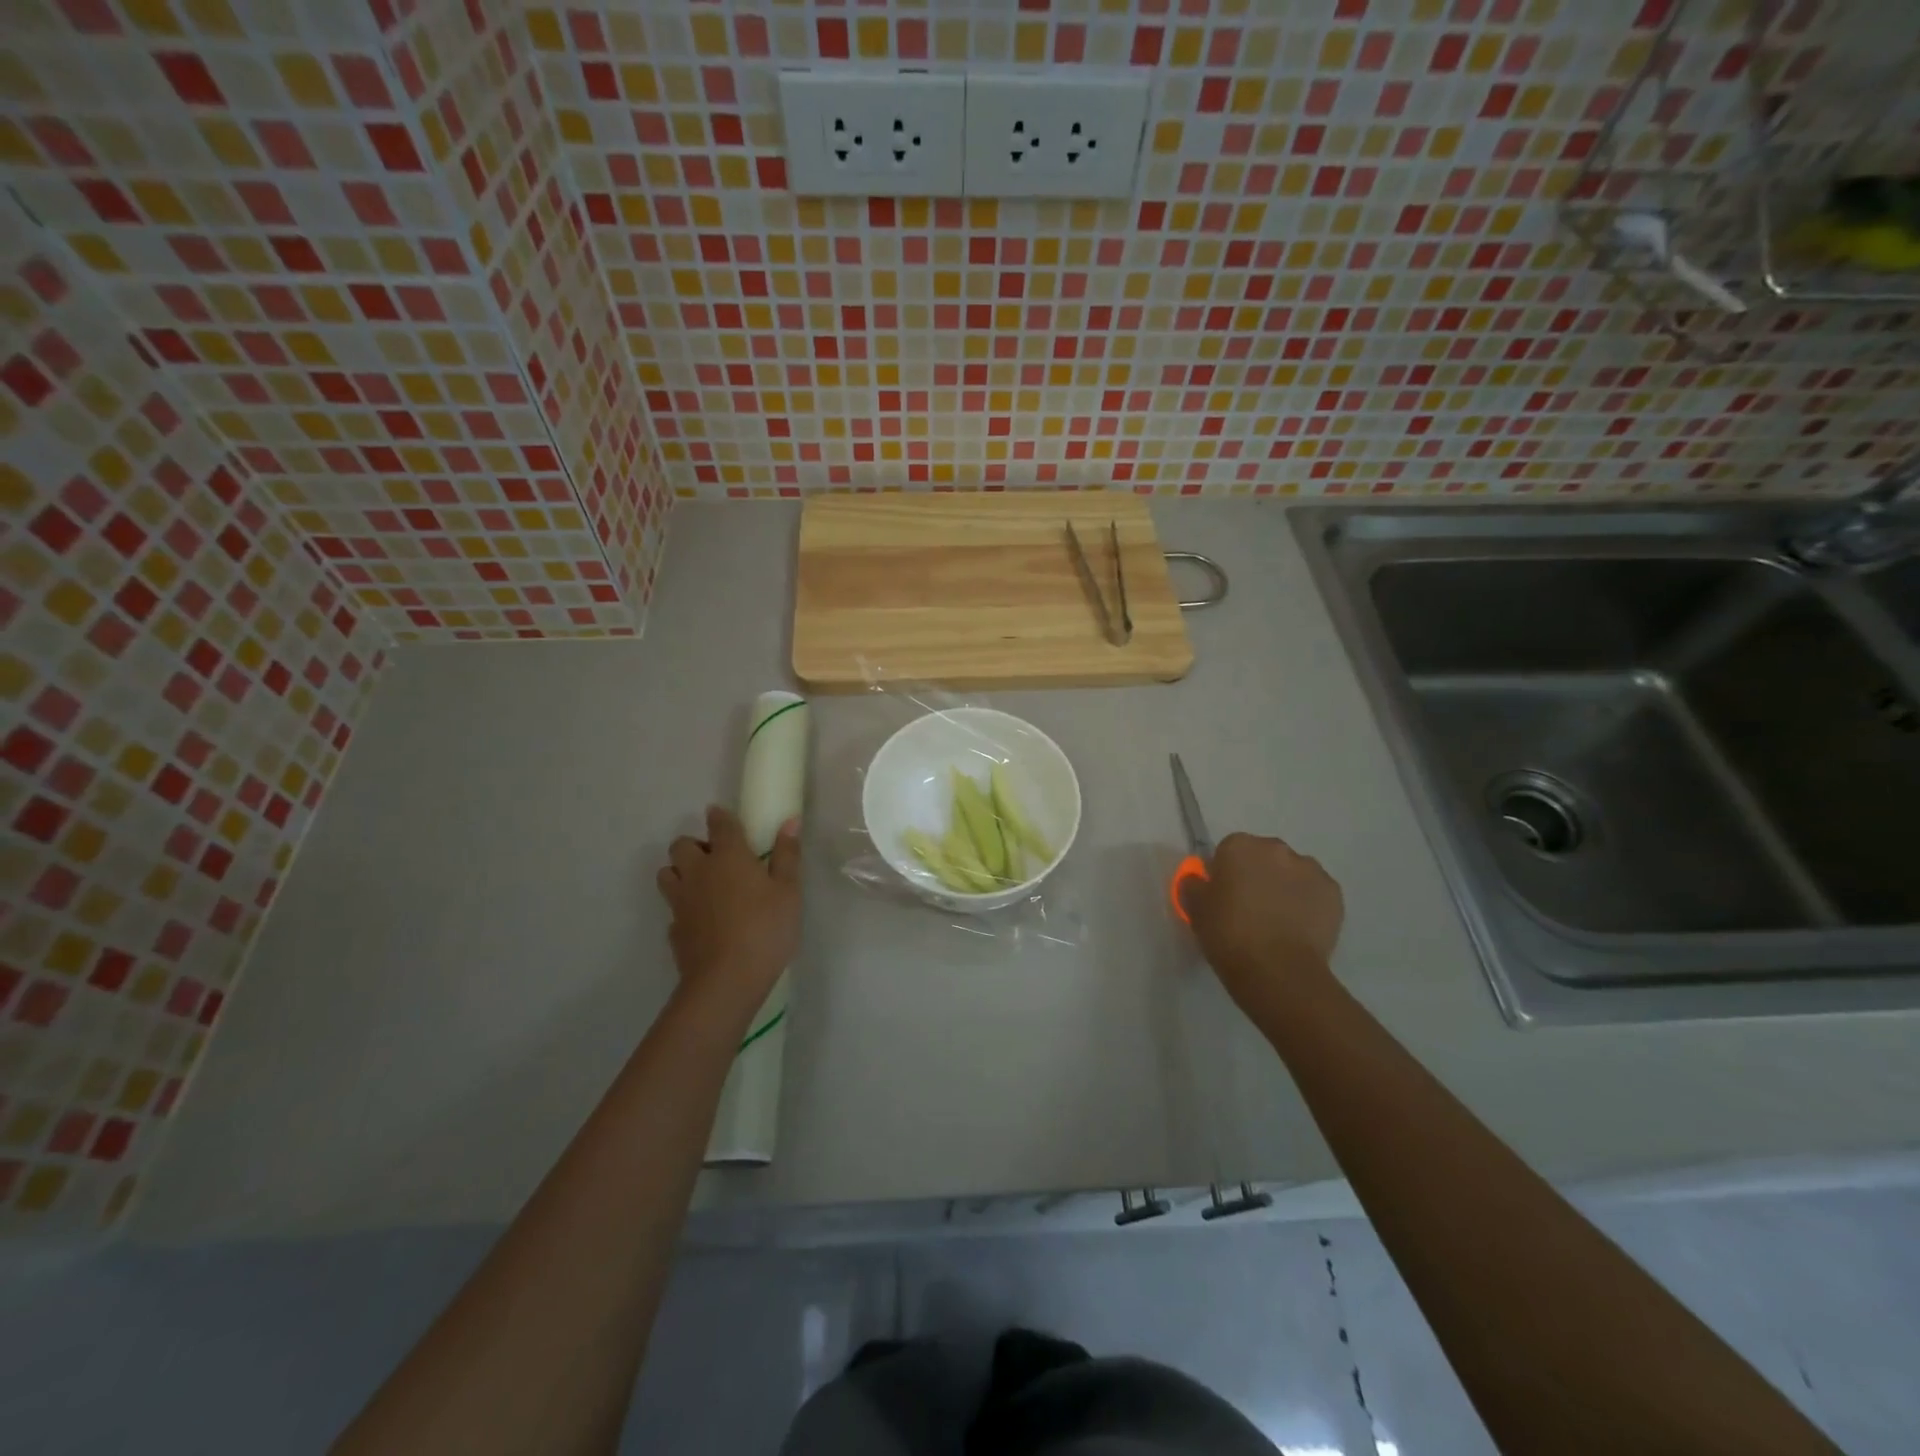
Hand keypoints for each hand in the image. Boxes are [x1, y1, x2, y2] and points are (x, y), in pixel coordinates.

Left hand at [657, 806, 801, 1023]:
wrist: (726, 981)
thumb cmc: (765, 929)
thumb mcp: (789, 891)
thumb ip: (787, 855)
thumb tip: (790, 820)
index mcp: (728, 856)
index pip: (719, 824)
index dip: (719, 816)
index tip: (721, 816)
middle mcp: (698, 872)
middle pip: (681, 845)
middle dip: (694, 845)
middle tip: (716, 859)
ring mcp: (681, 901)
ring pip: (667, 873)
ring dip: (680, 872)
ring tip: (703, 885)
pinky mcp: (673, 929)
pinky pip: (672, 908)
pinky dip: (683, 907)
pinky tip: (701, 920)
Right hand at [1184, 831, 1343, 1015]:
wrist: (1279, 971)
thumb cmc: (1229, 934)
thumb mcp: (1195, 909)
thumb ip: (1194, 885)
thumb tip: (1199, 880)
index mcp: (1240, 846)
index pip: (1228, 850)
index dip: (1224, 873)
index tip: (1222, 897)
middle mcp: (1277, 848)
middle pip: (1263, 857)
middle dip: (1257, 875)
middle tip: (1248, 910)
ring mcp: (1310, 869)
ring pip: (1292, 873)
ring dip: (1284, 888)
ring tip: (1277, 923)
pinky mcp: (1334, 894)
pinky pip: (1314, 893)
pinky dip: (1307, 904)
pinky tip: (1298, 930)